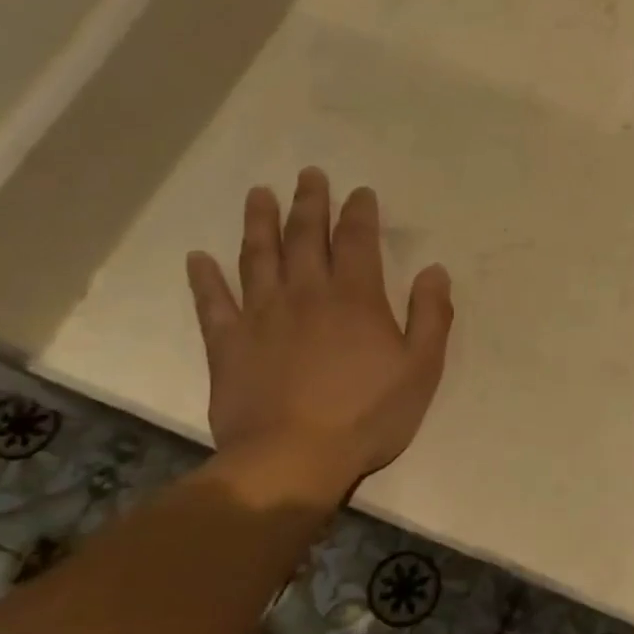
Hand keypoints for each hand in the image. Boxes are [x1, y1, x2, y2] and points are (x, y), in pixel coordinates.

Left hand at [186, 169, 452, 498]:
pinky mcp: (228, 344)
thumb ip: (430, 316)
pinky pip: (212, 303)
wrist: (293, 458)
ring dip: (259, 223)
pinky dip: (205, 279)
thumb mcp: (421, 369)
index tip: (360, 191)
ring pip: (258, 257)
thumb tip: (434, 270)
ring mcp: (261, 316)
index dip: (360, 213)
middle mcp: (306, 294)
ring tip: (259, 194)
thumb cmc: (368, 415)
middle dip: (310, 203)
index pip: (358, 242)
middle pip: (306, 237)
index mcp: (356, 299)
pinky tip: (199, 258)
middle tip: (309, 175)